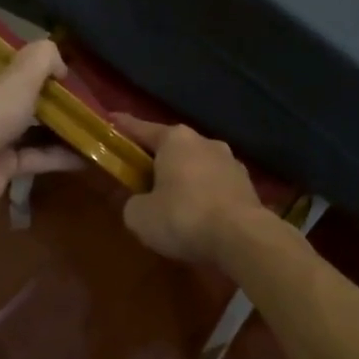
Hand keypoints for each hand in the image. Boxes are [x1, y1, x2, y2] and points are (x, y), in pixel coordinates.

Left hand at [0, 41, 84, 205]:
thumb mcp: (18, 74)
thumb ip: (42, 58)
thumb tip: (60, 63)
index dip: (17, 58)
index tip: (47, 60)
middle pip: (9, 95)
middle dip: (42, 96)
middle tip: (74, 91)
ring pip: (23, 128)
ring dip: (54, 127)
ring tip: (86, 120)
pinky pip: (31, 157)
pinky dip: (55, 156)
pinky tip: (86, 155)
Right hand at [113, 113, 264, 264]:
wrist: (242, 238)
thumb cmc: (183, 217)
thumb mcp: (140, 216)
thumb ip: (133, 203)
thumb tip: (141, 202)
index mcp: (175, 140)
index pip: (141, 129)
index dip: (122, 127)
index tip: (110, 120)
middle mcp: (205, 142)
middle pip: (172, 147)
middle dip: (157, 160)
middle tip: (140, 176)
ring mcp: (231, 162)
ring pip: (197, 166)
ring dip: (184, 179)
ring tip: (173, 202)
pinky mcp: (247, 185)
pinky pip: (215, 186)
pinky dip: (204, 196)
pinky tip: (199, 216)